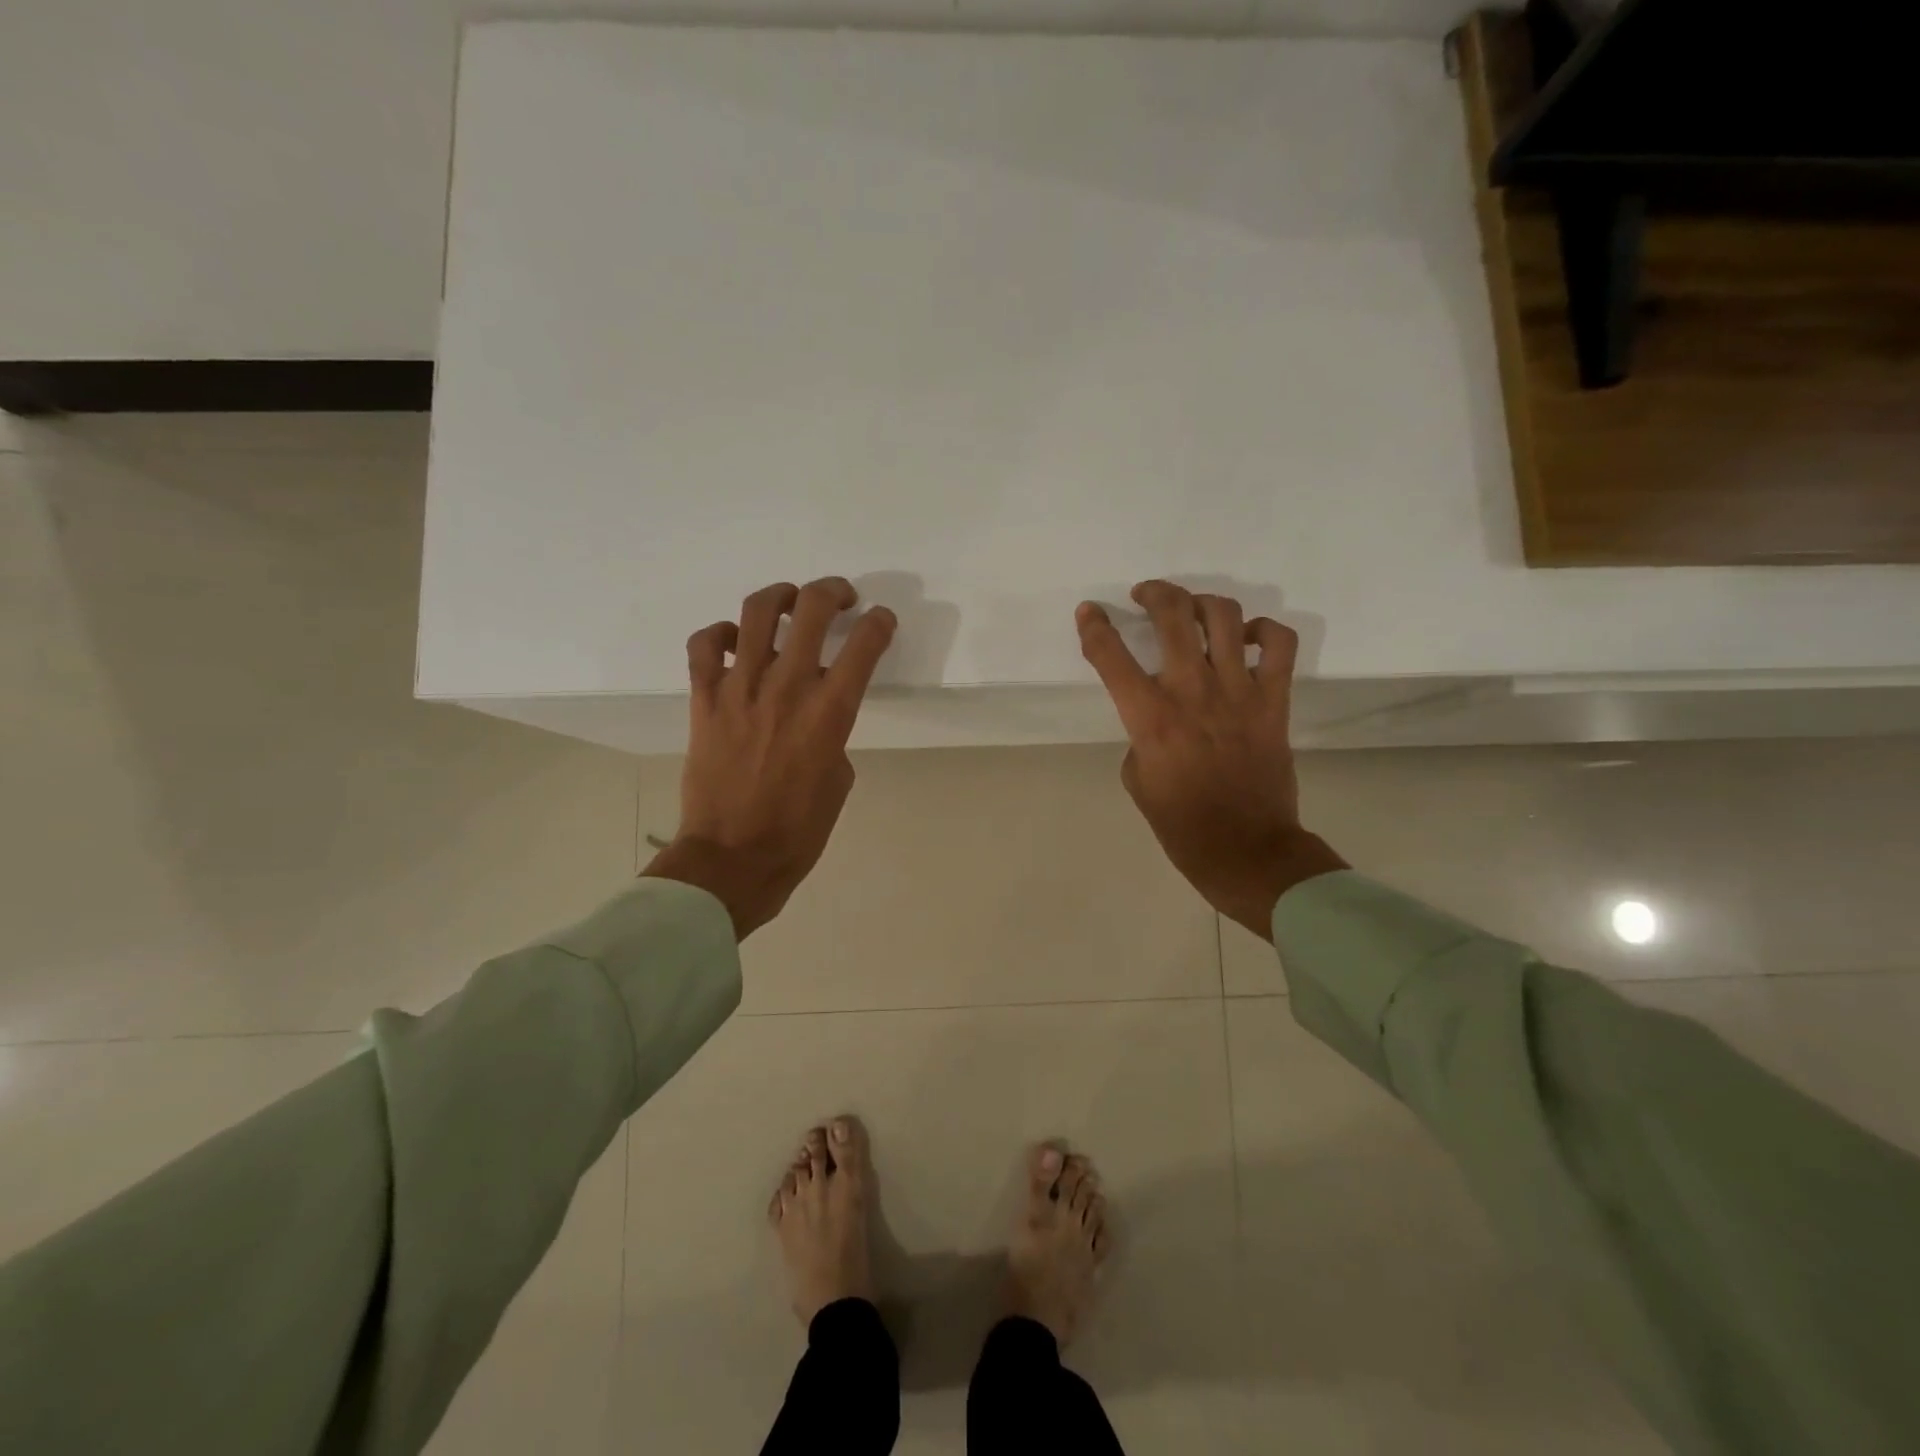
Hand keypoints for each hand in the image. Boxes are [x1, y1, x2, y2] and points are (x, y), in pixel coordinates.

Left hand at [643, 578, 896, 938]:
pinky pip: (705, 645)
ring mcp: (740, 688)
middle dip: (833, 592)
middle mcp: (787, 687)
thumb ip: (833, 735)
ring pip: (757, 613)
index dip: (880, 623)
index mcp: (830, 712)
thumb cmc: (798, 830)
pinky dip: (720, 634)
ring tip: (789, 603)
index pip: (865, 644)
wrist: (732, 857)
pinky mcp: (705, 699)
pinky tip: (734, 643)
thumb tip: (816, 716)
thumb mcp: (839, 780)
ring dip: (780, 597)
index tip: (881, 621)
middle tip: (840, 598)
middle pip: (812, 609)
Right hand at [1076, 580, 1345, 940]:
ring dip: (1203, 603)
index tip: (1089, 611)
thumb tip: (1159, 710)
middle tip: (1145, 594)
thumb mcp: (1136, 778)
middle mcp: (1192, 693)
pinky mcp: (1274, 701)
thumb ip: (1140, 733)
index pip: (1111, 656)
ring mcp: (1239, 693)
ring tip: (1193, 611)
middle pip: (1173, 617)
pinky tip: (1248, 638)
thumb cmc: (1180, 823)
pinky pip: (1280, 645)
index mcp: (1150, 718)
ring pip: (1225, 617)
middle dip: (1154, 593)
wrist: (1244, 849)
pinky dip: (1265, 631)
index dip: (1095, 627)